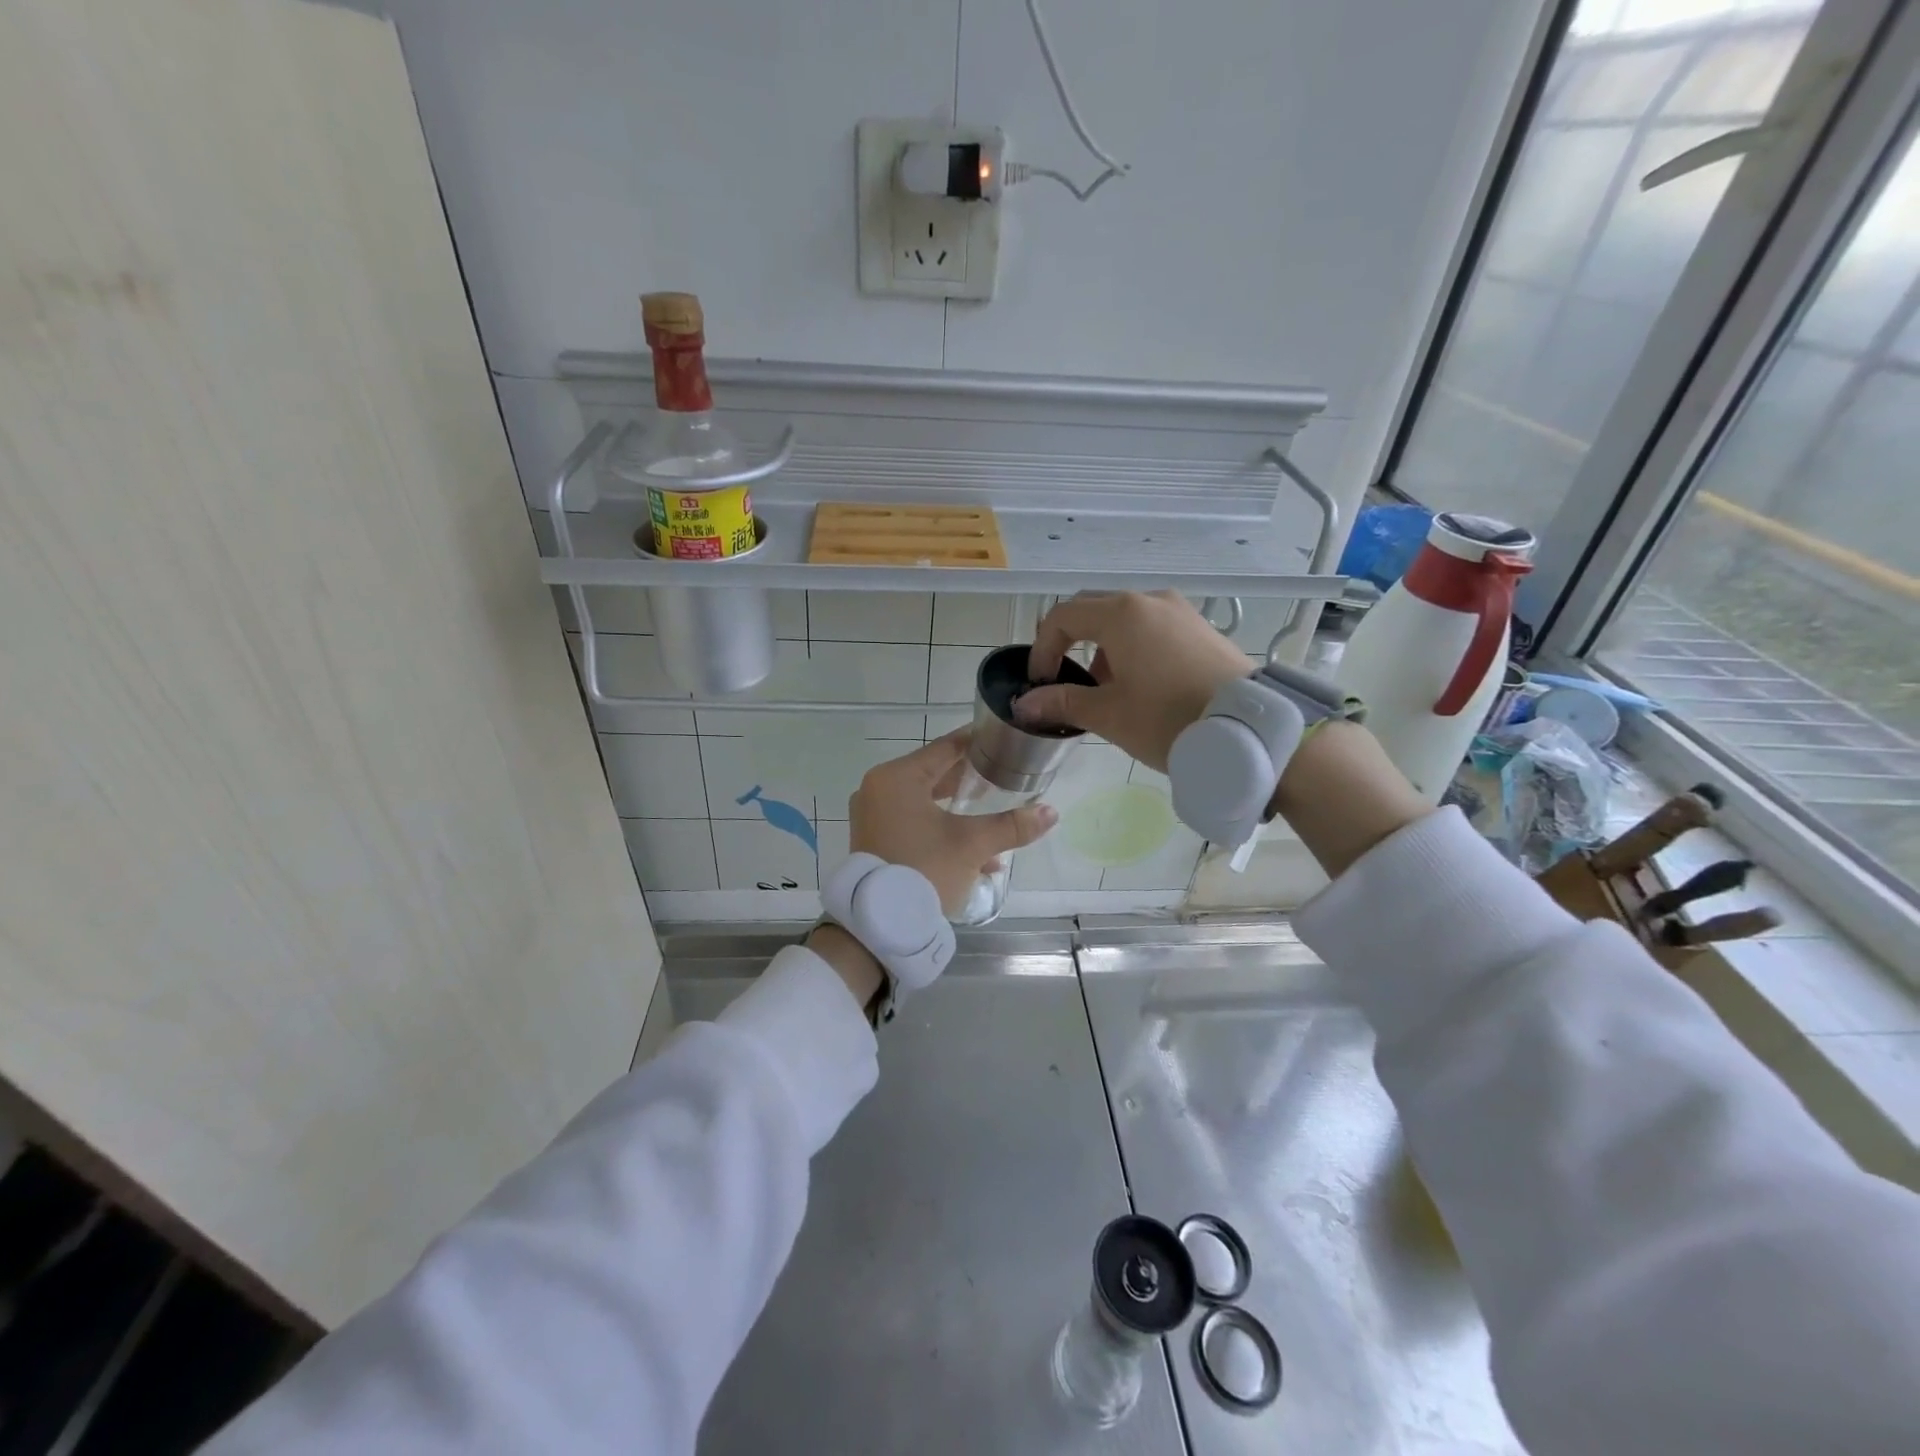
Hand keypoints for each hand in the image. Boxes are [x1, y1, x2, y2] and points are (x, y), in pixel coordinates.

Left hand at [848, 730, 1057, 916]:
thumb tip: (1051, 812)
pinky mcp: (875, 841)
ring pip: (925, 801)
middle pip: (934, 774)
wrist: (880, 925)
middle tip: (1004, 774)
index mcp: (896, 778)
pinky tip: (978, 853)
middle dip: (971, 779)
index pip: (945, 748)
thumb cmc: (924, 870)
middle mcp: (878, 790)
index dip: (977, 743)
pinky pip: (914, 823)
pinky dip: (941, 829)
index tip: (1003, 739)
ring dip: (959, 810)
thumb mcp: (972, 845)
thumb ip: (1012, 825)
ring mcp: (873, 816)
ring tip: (995, 811)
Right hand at [1015, 592, 1250, 769]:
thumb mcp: (1109, 715)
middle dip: (1071, 644)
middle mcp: (1150, 601)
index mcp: (1122, 614)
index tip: (1040, 684)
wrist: (1250, 731)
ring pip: (1125, 620)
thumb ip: (1063, 702)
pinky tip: (1142, 686)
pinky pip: (1153, 628)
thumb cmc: (1168, 719)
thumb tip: (1025, 704)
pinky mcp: (1201, 628)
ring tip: (1107, 691)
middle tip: (1065, 682)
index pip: (1063, 616)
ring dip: (1103, 649)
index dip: (1042, 648)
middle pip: (1093, 611)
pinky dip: (1133, 649)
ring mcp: (1180, 611)